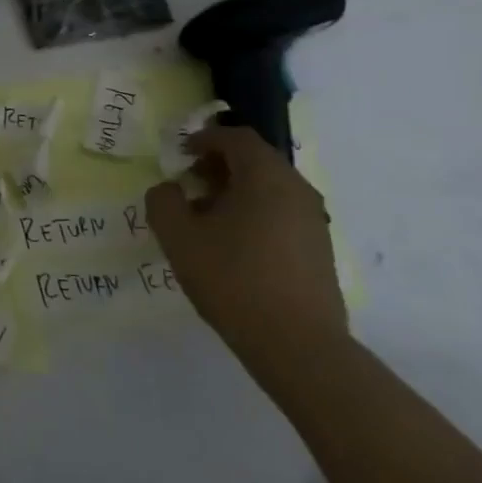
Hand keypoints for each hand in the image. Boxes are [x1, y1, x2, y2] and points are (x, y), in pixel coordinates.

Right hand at [145, 124, 346, 375]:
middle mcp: (297, 190)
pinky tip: (230, 244)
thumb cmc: (232, 279)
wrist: (297, 344)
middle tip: (187, 185)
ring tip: (204, 218)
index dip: (203, 139)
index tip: (178, 156)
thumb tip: (169, 189)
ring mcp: (313, 221)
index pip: (236, 138)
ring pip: (269, 188)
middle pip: (255, 160)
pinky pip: (280, 212)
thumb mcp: (178, 236)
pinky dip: (253, 212)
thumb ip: (163, 201)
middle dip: (217, 165)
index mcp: (266, 178)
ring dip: (234, 191)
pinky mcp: (318, 249)